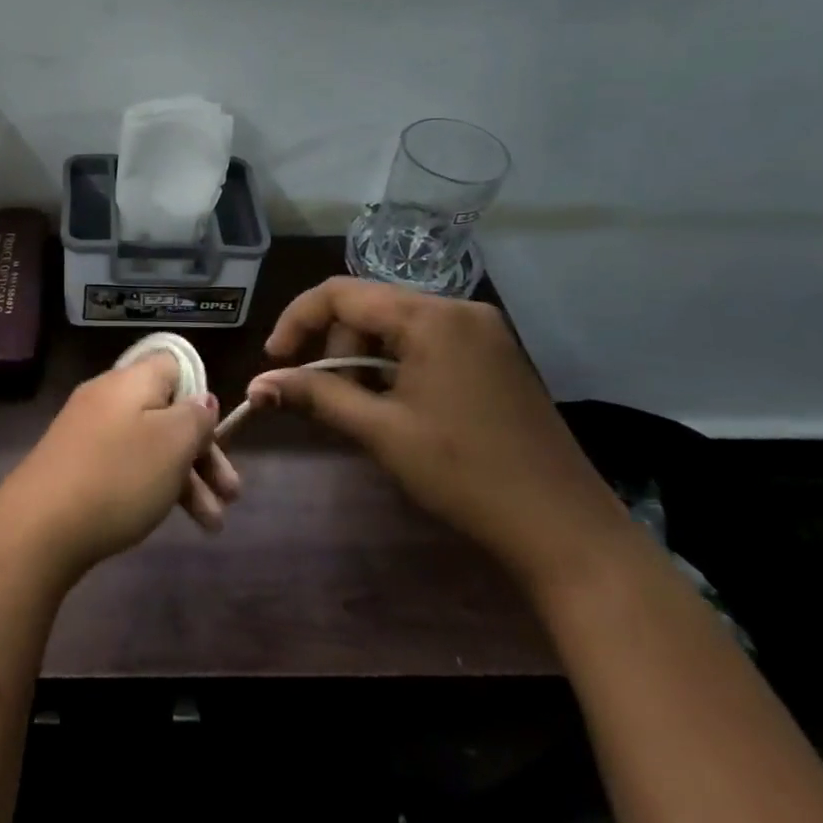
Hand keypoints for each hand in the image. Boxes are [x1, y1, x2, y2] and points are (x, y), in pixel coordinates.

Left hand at [0, 354, 233, 581]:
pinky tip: (167, 517)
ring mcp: (87, 431)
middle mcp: (108, 397)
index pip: (174, 364)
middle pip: (166, 412)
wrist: (38, 527)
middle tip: (231, 495)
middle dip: (203, 454)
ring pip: (149, 445)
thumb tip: (201, 398)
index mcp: (131, 380)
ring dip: (185, 481)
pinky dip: (152, 487)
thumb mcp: (172, 443)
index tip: (216, 431)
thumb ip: (195, 416)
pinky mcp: (75, 464)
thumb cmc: (117, 476)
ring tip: (212, 526)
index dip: (201, 393)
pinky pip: (124, 465)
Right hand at [246, 278, 634, 596]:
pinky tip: (401, 408)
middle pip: (370, 309)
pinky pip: (427, 343)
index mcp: (431, 316)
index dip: (298, 321)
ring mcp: (483, 332)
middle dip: (338, 349)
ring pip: (397, 327)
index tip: (275, 361)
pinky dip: (398, 367)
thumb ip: (315, 396)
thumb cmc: (465, 473)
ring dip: (367, 361)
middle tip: (332, 401)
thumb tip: (256, 385)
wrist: (565, 529)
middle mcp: (458, 309)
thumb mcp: (381, 431)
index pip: (341, 293)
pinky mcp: (495, 356)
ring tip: (367, 412)